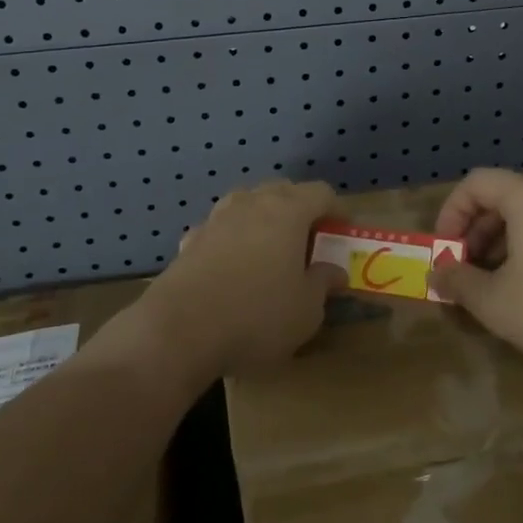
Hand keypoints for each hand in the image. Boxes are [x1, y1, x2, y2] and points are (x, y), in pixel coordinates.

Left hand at [150, 180, 345, 376]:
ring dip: (262, 219)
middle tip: (310, 240)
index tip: (343, 232)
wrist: (179, 330)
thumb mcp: (305, 311)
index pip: (320, 193)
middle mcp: (251, 204)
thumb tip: (333, 270)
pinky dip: (231, 240)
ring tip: (270, 249)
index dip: (337, 210)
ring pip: (247, 204)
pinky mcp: (190, 240)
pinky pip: (219, 230)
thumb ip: (322, 284)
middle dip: (299, 209)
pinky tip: (231, 266)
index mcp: (287, 211)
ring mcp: (216, 219)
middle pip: (282, 191)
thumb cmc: (256, 316)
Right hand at [432, 169, 522, 370]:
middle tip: (468, 271)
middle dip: (476, 233)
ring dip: (505, 243)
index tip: (444, 250)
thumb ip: (459, 282)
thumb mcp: (496, 302)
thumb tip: (438, 272)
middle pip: (504, 198)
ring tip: (500, 284)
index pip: (475, 183)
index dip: (450, 213)